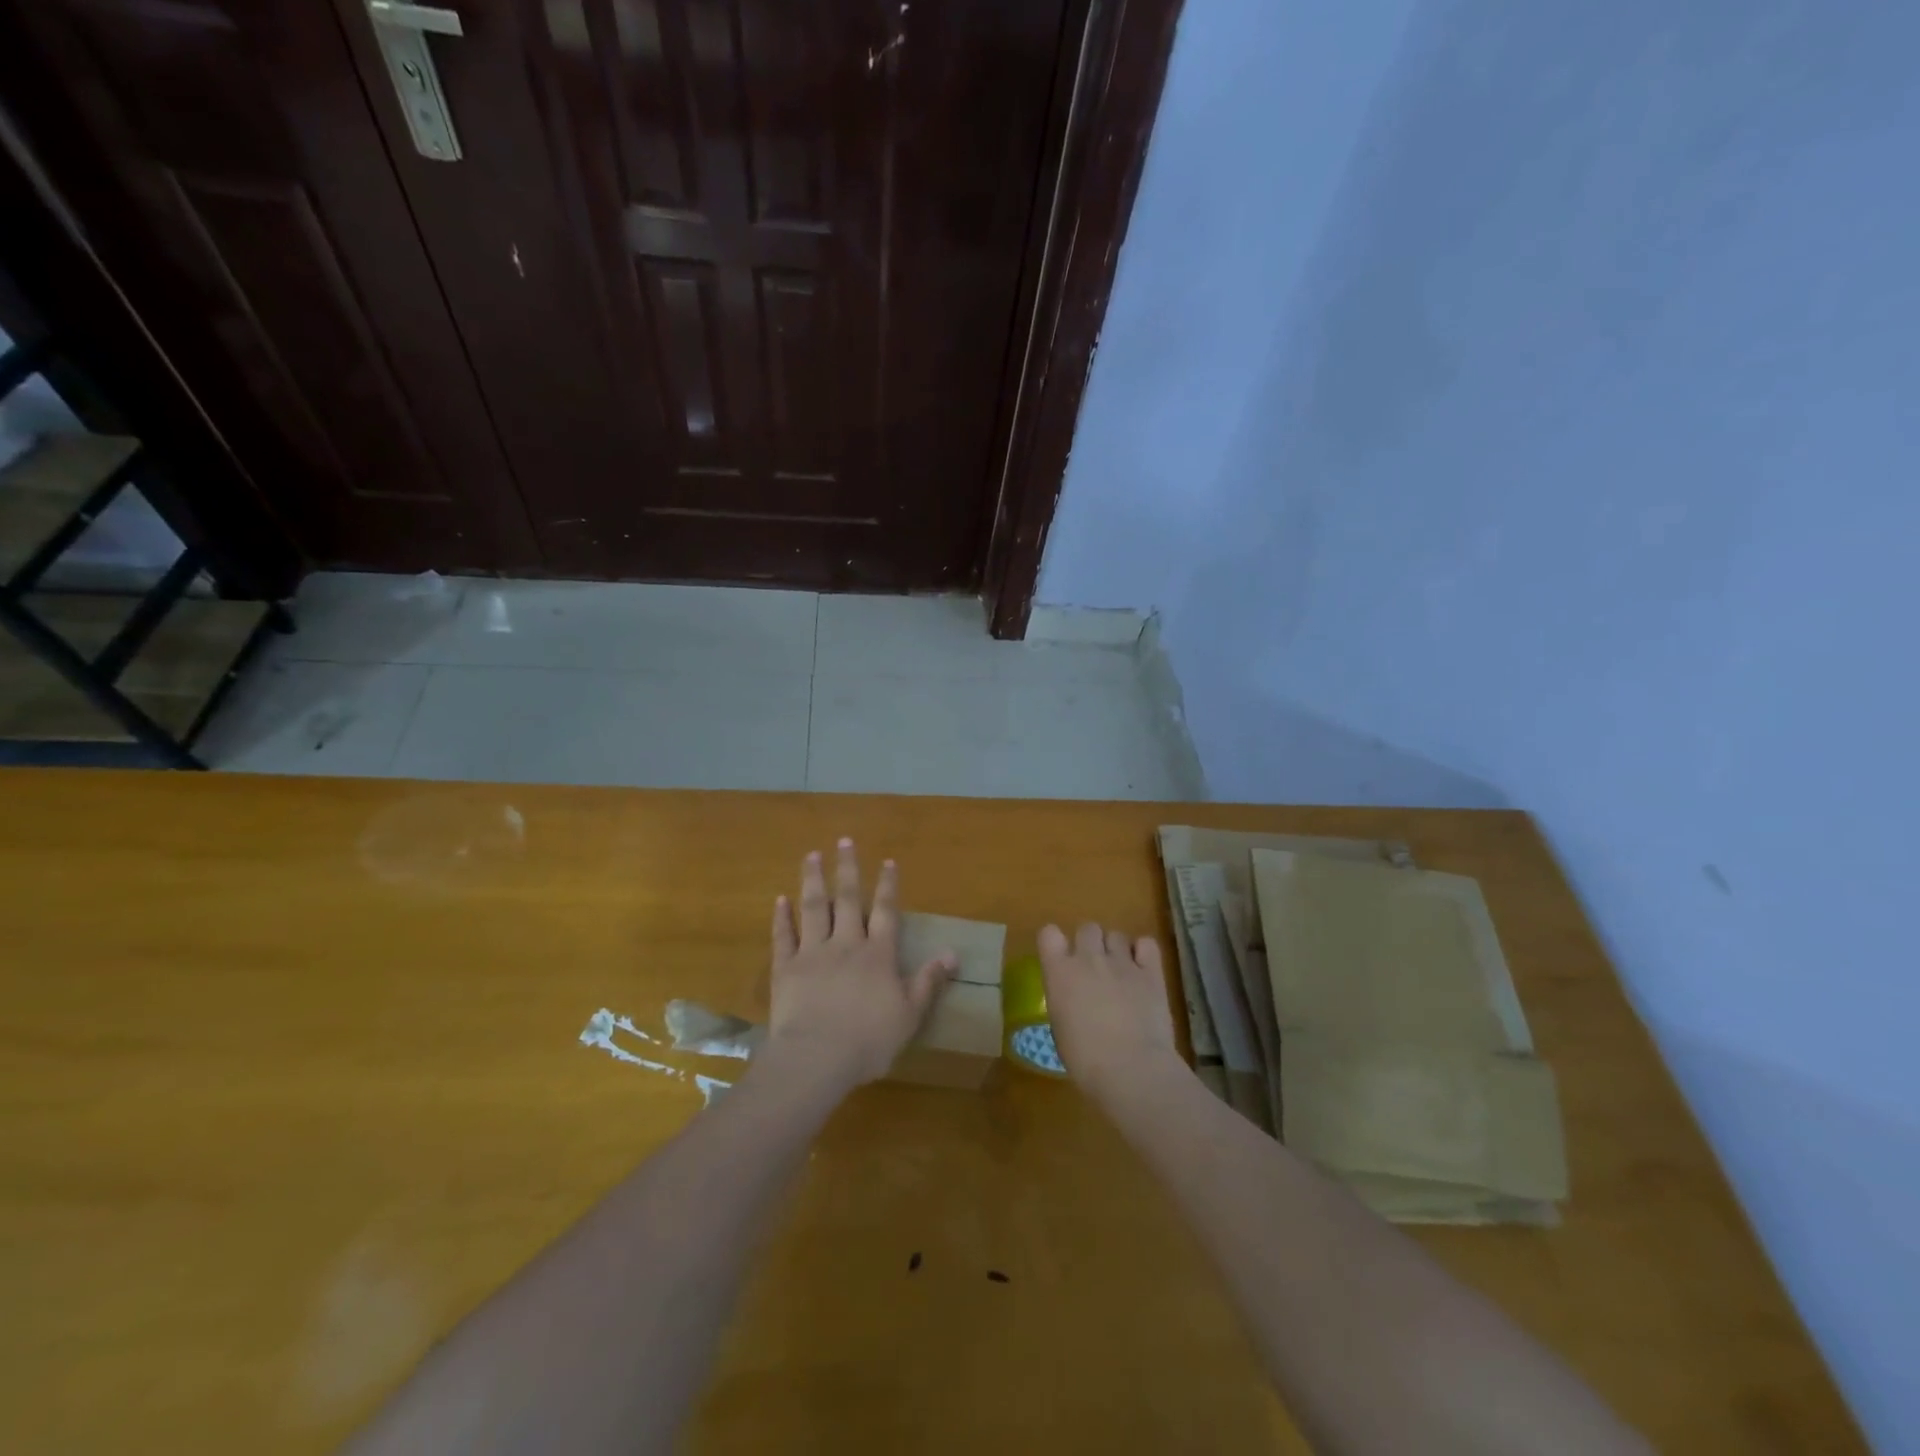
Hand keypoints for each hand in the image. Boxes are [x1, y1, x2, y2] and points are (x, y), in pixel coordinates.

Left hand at [766, 840, 956, 1093]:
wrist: (817, 1058)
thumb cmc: (869, 1040)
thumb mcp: (910, 1014)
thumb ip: (929, 981)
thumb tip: (953, 953)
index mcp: (878, 954)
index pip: (885, 911)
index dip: (887, 886)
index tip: (887, 861)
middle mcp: (846, 944)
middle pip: (848, 899)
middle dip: (848, 869)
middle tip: (844, 841)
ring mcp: (813, 953)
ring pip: (814, 908)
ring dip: (813, 880)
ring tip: (812, 855)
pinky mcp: (786, 968)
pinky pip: (783, 937)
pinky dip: (781, 917)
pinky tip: (780, 899)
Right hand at [1038, 923, 1179, 1102]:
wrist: (1130, 1068)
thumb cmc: (1085, 1059)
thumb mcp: (1060, 1028)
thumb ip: (1064, 1000)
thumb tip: (1074, 997)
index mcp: (1059, 972)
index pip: (1049, 934)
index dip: (1055, 943)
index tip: (1060, 958)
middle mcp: (1088, 958)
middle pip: (1087, 928)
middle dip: (1089, 943)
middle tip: (1094, 968)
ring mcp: (1122, 962)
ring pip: (1116, 935)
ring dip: (1115, 949)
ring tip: (1120, 972)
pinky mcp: (1151, 971)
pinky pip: (1146, 943)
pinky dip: (1143, 952)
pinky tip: (1142, 968)